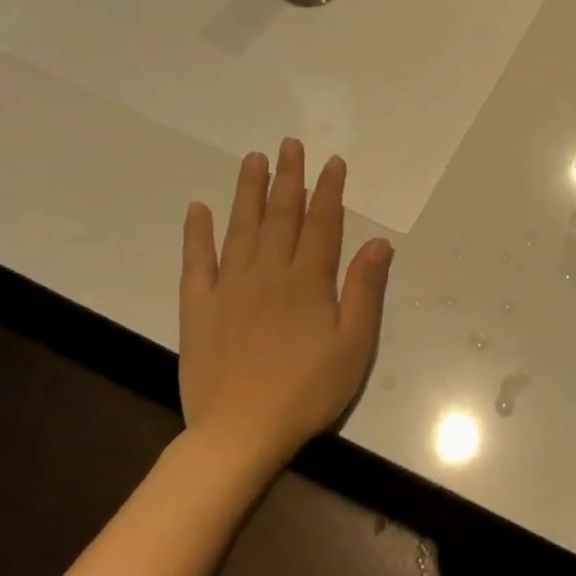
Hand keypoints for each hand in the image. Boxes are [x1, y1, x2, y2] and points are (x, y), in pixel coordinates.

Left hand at [179, 139, 392, 474]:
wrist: (241, 431)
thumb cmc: (309, 390)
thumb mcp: (354, 344)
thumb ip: (365, 290)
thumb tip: (378, 242)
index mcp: (309, 282)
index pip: (322, 224)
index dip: (329, 191)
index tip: (332, 162)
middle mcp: (269, 273)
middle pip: (281, 216)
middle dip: (288, 178)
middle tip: (290, 145)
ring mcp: (229, 287)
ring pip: (241, 228)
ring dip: (248, 192)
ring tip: (253, 160)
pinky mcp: (199, 307)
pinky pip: (197, 261)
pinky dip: (197, 233)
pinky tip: (199, 209)